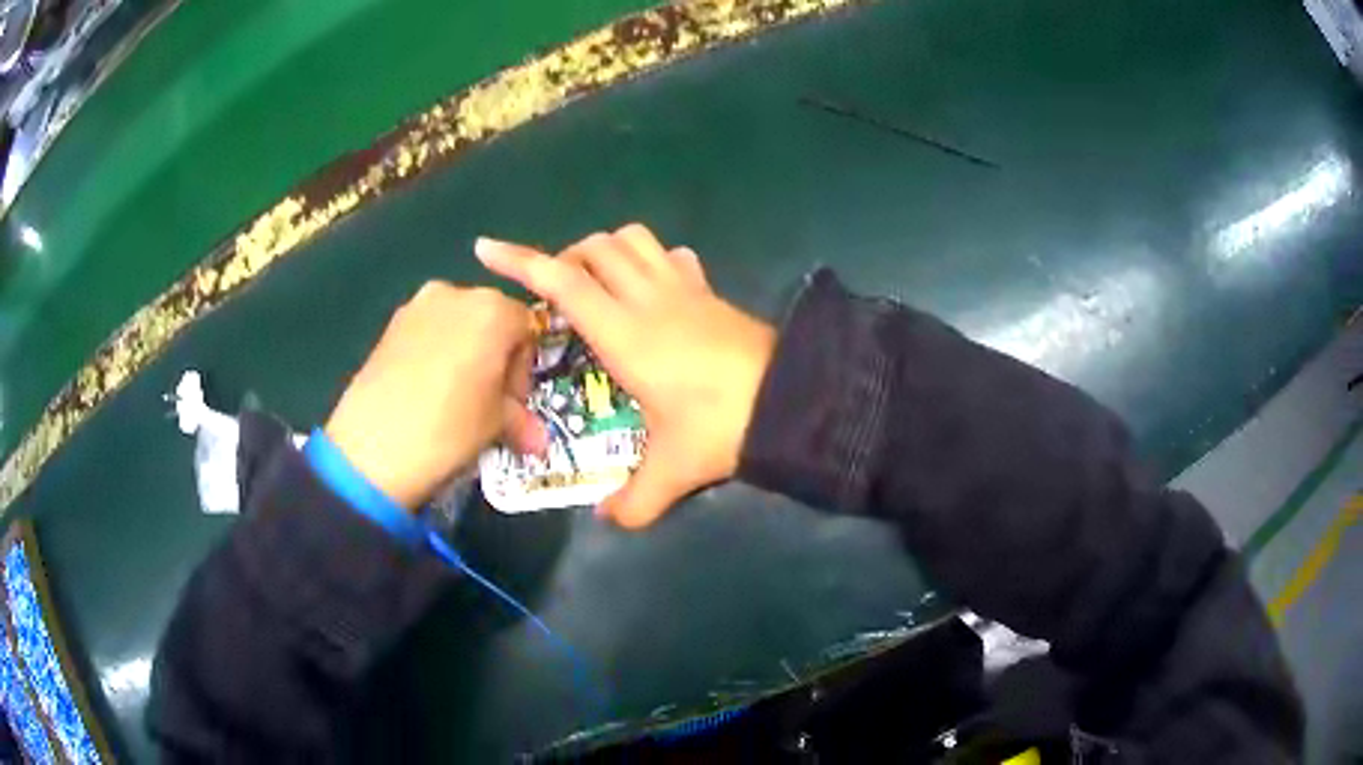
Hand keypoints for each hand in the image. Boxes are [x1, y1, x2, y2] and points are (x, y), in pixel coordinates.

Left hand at [324, 283, 545, 508]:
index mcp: (494, 309)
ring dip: (464, 353)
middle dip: (495, 357)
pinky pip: (427, 332)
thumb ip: (521, 420)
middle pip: (491, 320)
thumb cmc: (448, 429)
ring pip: (457, 324)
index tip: (514, 402)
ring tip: (453, 397)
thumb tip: (540, 441)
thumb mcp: (495, 424)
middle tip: (487, 401)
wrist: (373, 447)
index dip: (524, 368)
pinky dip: (435, 353)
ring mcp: (417, 305)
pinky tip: (425, 391)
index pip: (527, 328)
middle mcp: (457, 294)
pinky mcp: (390, 324)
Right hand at [476, 224, 775, 527]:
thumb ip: (634, 500)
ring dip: (606, 250)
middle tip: (556, 296)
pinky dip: (651, 260)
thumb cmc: (720, 426)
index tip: (485, 248)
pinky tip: (651, 289)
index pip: (561, 282)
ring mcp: (683, 289)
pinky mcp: (709, 292)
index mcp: (624, 333)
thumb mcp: (671, 470)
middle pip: (595, 248)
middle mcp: (647, 299)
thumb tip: (608, 520)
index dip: (519, 260)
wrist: (791, 399)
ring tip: (597, 284)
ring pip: (634, 239)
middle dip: (565, 258)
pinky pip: (673, 256)